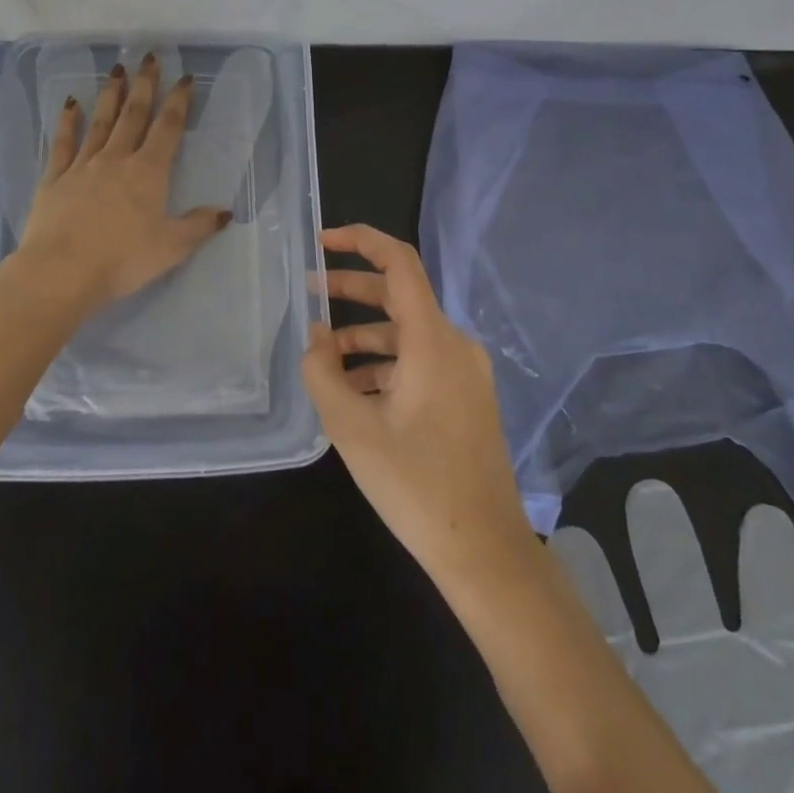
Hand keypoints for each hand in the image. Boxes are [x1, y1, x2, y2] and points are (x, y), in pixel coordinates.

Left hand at [14, 52, 231, 309]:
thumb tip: (225, 212)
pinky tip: (70, 104)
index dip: (178, 102)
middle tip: (148, 57)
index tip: (184, 78)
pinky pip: (63, 143)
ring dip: (110, 95)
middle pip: (133, 115)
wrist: (62, 271)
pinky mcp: (54, 178)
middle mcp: (116, 160)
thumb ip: (198, 226)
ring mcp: (82, 166)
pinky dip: (67, 122)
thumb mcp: (171, 248)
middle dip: (144, 85)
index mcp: (147, 172)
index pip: (167, 128)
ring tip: (116, 69)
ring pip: (100, 122)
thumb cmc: (122, 260)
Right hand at [302, 224, 532, 582]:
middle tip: (309, 291)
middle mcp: (455, 344)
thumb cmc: (415, 485)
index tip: (323, 241)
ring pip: (407, 333)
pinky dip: (386, 363)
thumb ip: (322, 371)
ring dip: (364, 336)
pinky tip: (356, 391)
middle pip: (399, 296)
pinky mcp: (467, 397)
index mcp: (432, 340)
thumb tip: (317, 334)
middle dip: (352, 290)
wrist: (484, 552)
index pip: (399, 262)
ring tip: (323, 357)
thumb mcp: (351, 428)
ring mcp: (466, 372)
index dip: (361, 240)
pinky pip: (420, 361)